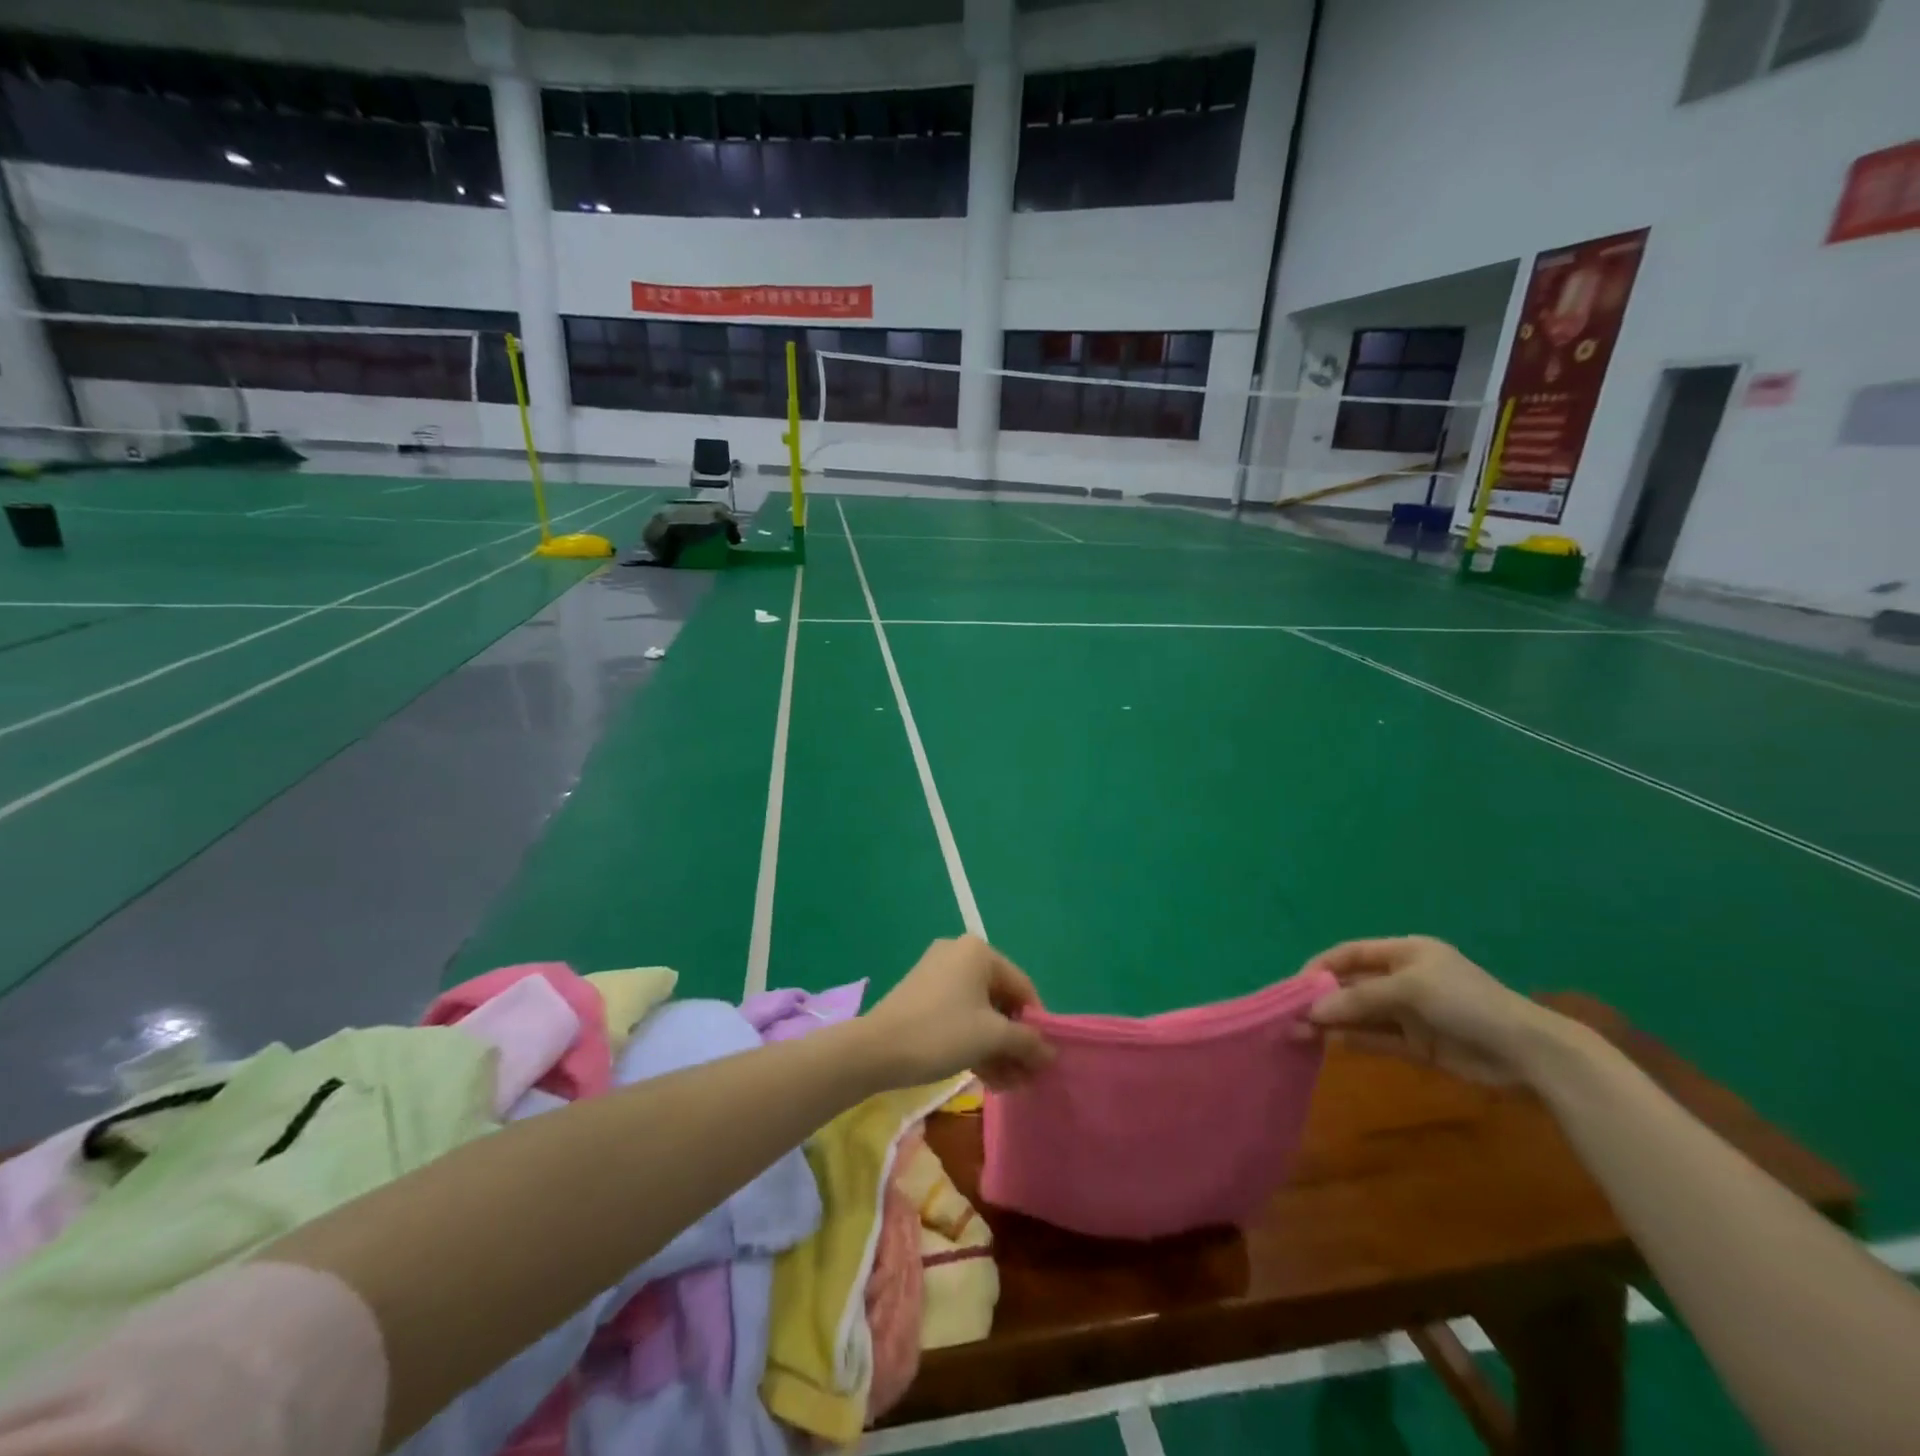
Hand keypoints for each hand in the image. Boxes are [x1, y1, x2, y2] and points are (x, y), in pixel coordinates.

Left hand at [863, 936, 1053, 1090]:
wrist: (876, 1050)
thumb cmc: (941, 1033)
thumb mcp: (992, 1037)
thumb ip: (1027, 1042)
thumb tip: (1051, 1053)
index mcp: (979, 952)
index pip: (1023, 987)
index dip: (1037, 1025)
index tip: (1043, 1059)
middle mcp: (959, 954)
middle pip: (1001, 1000)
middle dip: (1015, 1041)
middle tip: (1026, 1078)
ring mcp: (939, 973)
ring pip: (980, 1011)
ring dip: (998, 1048)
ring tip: (1009, 1085)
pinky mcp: (923, 995)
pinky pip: (960, 1015)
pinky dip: (975, 1042)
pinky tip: (988, 1077)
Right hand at [1300, 936, 1554, 1085]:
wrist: (1528, 1052)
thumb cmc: (1467, 1002)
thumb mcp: (1411, 989)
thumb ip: (1361, 998)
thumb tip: (1314, 1010)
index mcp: (1404, 953)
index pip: (1351, 953)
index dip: (1321, 965)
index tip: (1295, 985)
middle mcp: (1403, 979)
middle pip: (1353, 985)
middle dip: (1322, 997)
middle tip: (1291, 1014)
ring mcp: (1410, 1013)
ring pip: (1362, 1014)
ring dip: (1333, 1021)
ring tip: (1299, 1032)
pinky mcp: (1418, 1044)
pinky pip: (1377, 1038)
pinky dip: (1354, 1040)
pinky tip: (1329, 1044)